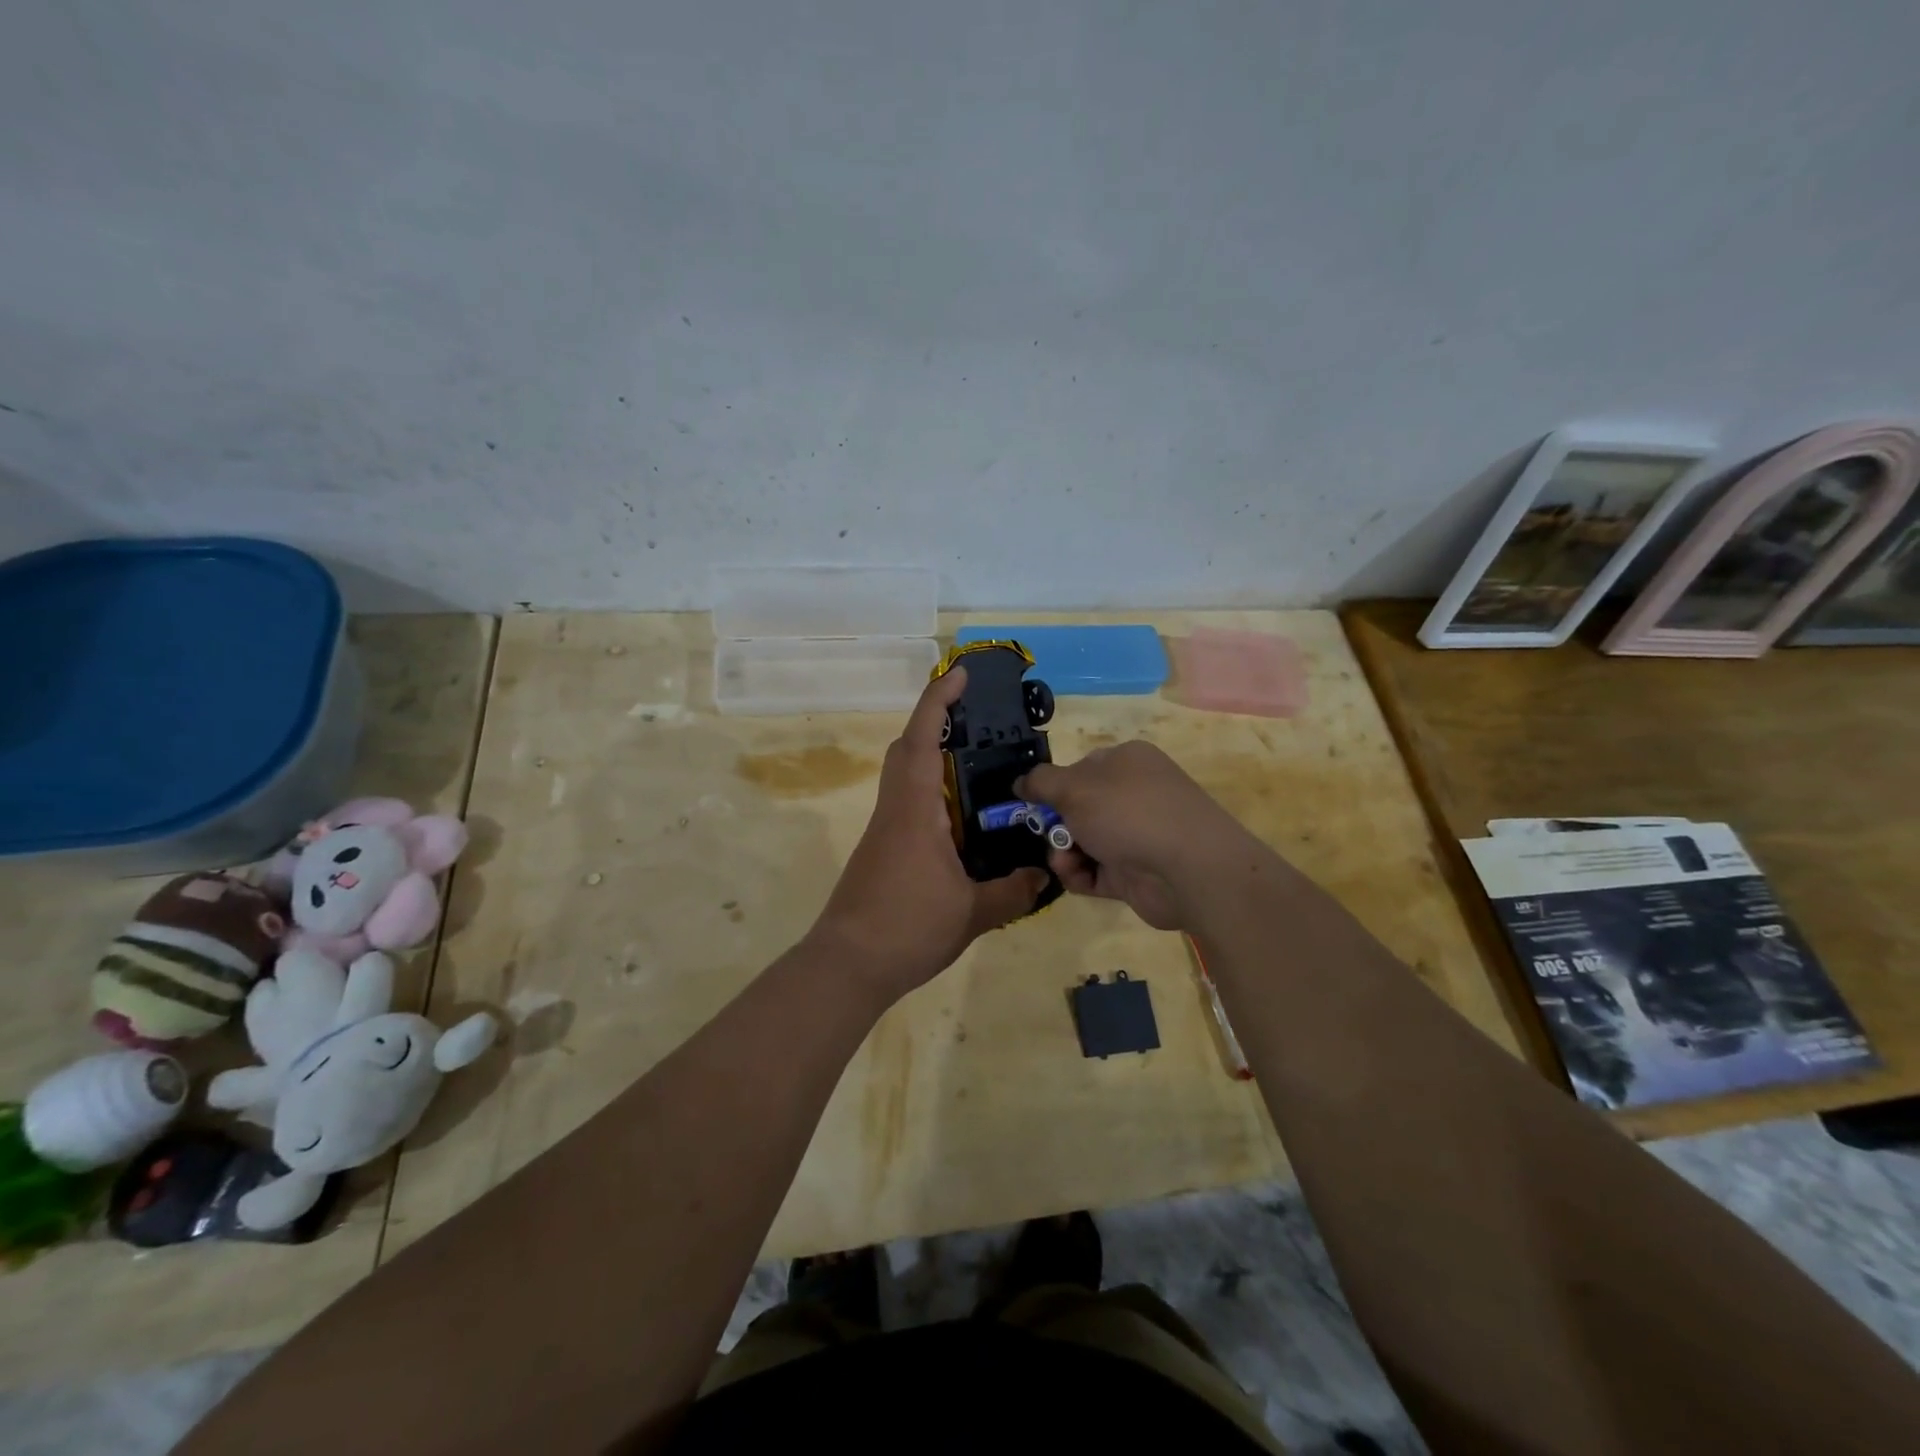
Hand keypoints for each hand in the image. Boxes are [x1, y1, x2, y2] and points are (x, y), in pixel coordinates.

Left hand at [812, 667, 1046, 1001]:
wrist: (847, 965)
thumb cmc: (907, 928)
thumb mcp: (972, 914)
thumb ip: (1012, 892)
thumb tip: (1042, 877)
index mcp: (916, 810)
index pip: (924, 738)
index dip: (940, 700)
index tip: (961, 674)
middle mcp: (896, 809)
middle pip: (907, 748)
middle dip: (935, 722)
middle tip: (976, 721)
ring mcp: (884, 830)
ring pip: (904, 776)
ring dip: (932, 758)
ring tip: (977, 768)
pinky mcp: (881, 850)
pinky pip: (906, 804)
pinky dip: (931, 794)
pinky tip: (959, 822)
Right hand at [1017, 741, 1249, 931]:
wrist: (1188, 869)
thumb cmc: (1128, 812)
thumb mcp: (1074, 787)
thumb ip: (1041, 781)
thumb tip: (1021, 781)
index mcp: (1127, 761)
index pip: (1080, 767)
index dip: (1054, 785)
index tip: (1031, 803)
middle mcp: (1134, 795)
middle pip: (1079, 808)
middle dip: (1055, 824)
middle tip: (1046, 834)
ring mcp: (1137, 835)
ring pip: (1083, 841)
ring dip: (1064, 852)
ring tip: (1064, 861)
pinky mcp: (1135, 873)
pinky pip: (1095, 871)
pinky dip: (1080, 875)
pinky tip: (1077, 876)